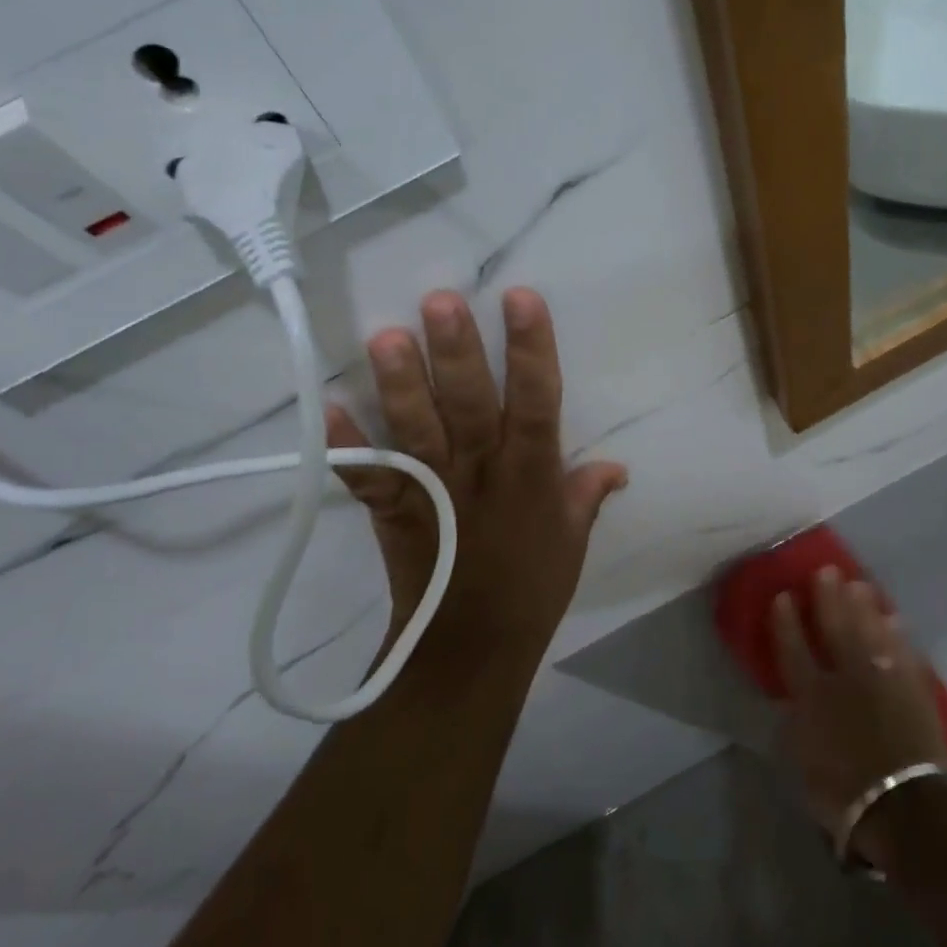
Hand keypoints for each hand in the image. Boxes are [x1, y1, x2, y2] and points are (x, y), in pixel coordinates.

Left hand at [327, 288, 627, 663]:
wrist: (470, 648)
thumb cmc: (531, 590)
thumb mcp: (572, 541)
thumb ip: (587, 495)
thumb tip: (617, 466)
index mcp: (531, 475)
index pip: (536, 402)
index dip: (530, 350)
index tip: (521, 298)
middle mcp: (481, 474)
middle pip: (468, 405)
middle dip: (456, 353)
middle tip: (439, 300)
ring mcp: (433, 491)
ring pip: (417, 431)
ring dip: (400, 385)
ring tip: (385, 337)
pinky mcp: (394, 512)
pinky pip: (368, 477)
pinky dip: (346, 446)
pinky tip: (329, 407)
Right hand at [773, 567, 946, 865]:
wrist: (909, 807)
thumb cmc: (846, 794)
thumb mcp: (804, 765)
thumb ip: (798, 727)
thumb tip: (794, 706)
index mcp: (811, 696)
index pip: (793, 649)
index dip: (786, 622)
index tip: (782, 595)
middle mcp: (846, 678)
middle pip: (836, 629)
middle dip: (829, 598)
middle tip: (827, 570)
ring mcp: (884, 681)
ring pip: (872, 633)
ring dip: (865, 607)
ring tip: (860, 584)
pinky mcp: (915, 691)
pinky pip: (904, 654)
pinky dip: (898, 636)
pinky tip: (895, 620)